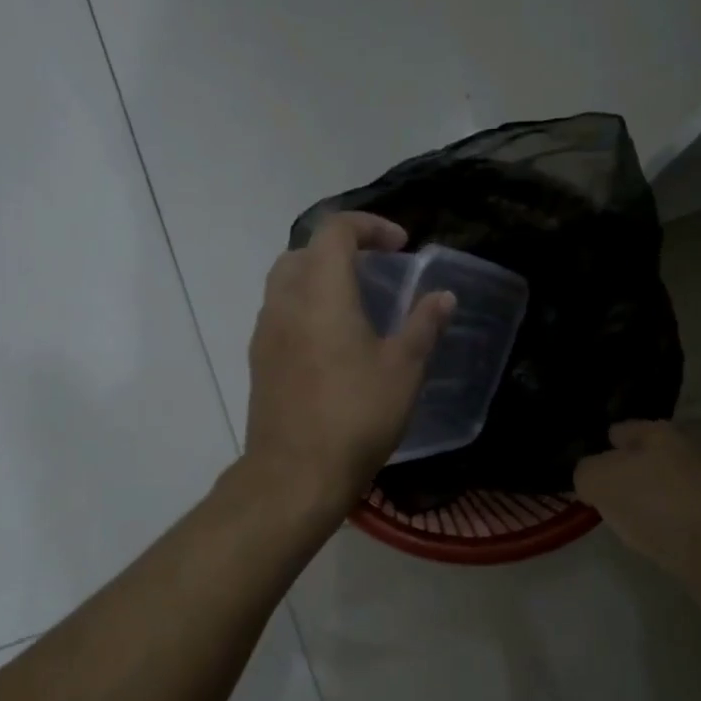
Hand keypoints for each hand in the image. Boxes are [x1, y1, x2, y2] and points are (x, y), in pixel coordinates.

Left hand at [245, 213, 452, 510]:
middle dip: (341, 251)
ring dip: (320, 280)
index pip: (336, 230)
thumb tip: (442, 296)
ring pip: (287, 283)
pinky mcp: (258, 361)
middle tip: (376, 273)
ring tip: (356, 307)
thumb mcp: (403, 369)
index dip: (370, 227)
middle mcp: (285, 302)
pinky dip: (306, 310)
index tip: (401, 246)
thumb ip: (423, 325)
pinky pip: (280, 315)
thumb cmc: (356, 415)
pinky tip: (332, 345)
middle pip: (304, 252)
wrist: (295, 474)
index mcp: (321, 292)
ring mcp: (265, 332)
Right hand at [574, 420, 700, 587]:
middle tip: (631, 486)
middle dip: (650, 459)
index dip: (609, 447)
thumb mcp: (601, 482)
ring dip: (676, 487)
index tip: (600, 467)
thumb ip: (588, 472)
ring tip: (655, 515)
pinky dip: (694, 514)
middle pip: (667, 445)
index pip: (626, 429)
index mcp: (664, 430)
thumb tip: (593, 477)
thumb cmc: (659, 507)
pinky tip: (680, 533)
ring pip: (691, 474)